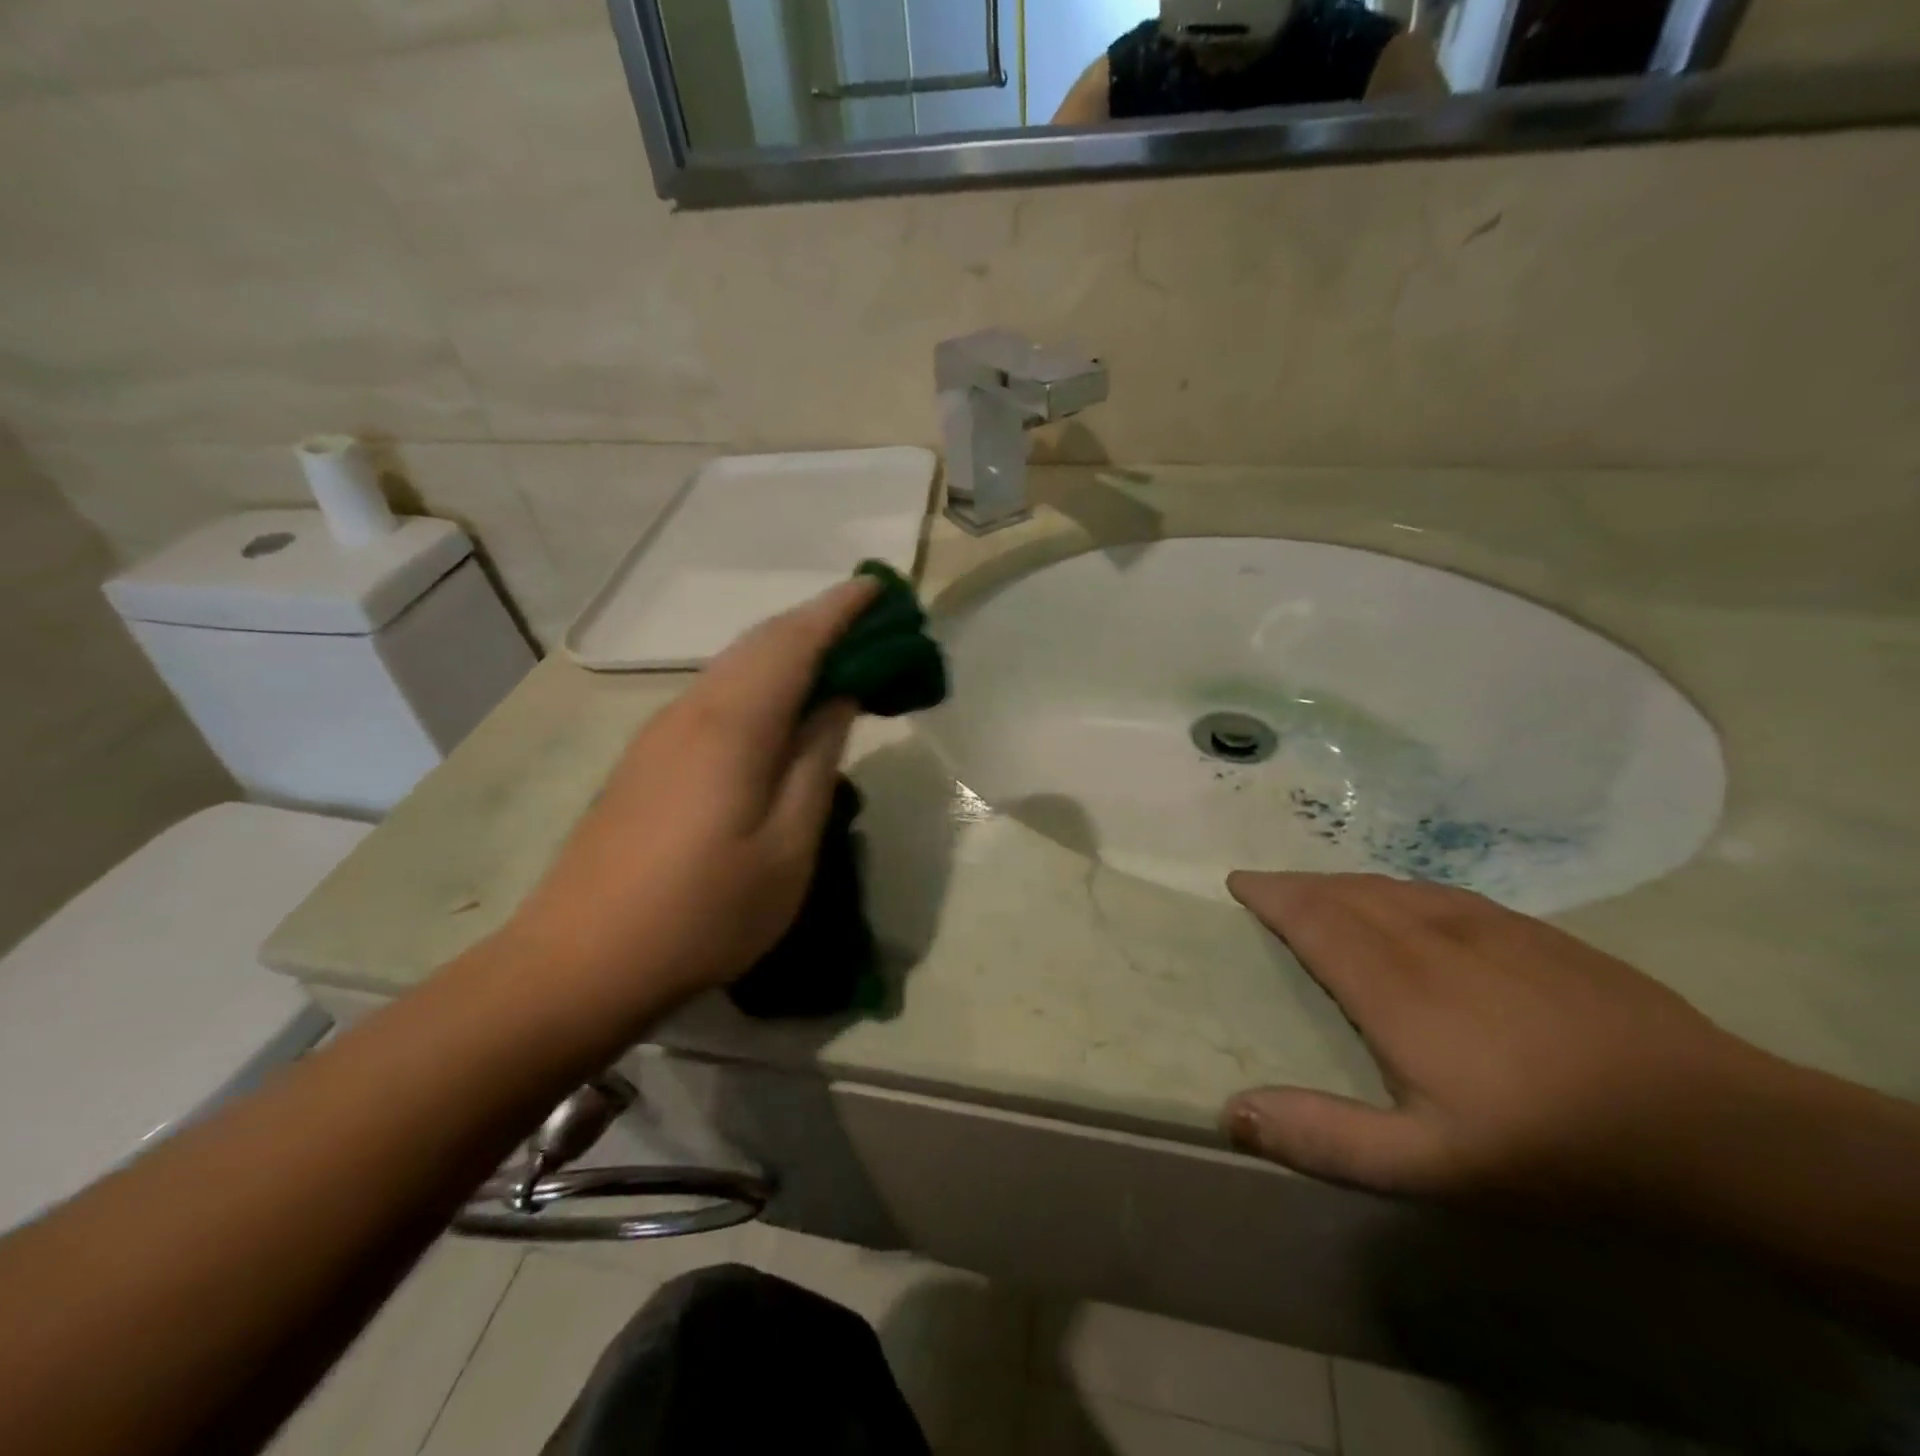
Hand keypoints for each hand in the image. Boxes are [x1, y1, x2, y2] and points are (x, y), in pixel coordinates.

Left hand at [505, 579, 877, 1015]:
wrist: (581, 961)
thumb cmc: (703, 912)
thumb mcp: (787, 847)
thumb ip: (816, 763)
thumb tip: (836, 701)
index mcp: (733, 724)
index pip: (794, 641)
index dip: (839, 609)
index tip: (878, 586)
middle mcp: (691, 709)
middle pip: (760, 643)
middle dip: (817, 622)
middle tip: (869, 623)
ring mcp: (662, 732)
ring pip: (734, 665)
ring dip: (787, 650)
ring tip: (834, 659)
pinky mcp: (648, 757)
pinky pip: (716, 693)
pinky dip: (759, 680)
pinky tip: (778, 707)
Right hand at [1221, 872, 1778, 1215]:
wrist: (1713, 1128)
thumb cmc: (1552, 1149)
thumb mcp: (1429, 1166)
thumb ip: (1325, 1136)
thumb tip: (1231, 1110)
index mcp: (1394, 986)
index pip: (1314, 918)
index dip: (1272, 895)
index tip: (1239, 881)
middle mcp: (1429, 939)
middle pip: (1347, 893)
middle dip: (1299, 884)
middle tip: (1268, 886)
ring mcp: (1487, 928)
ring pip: (1393, 887)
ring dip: (1344, 882)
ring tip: (1321, 890)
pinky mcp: (1534, 932)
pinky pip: (1440, 892)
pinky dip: (1398, 888)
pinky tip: (1407, 901)